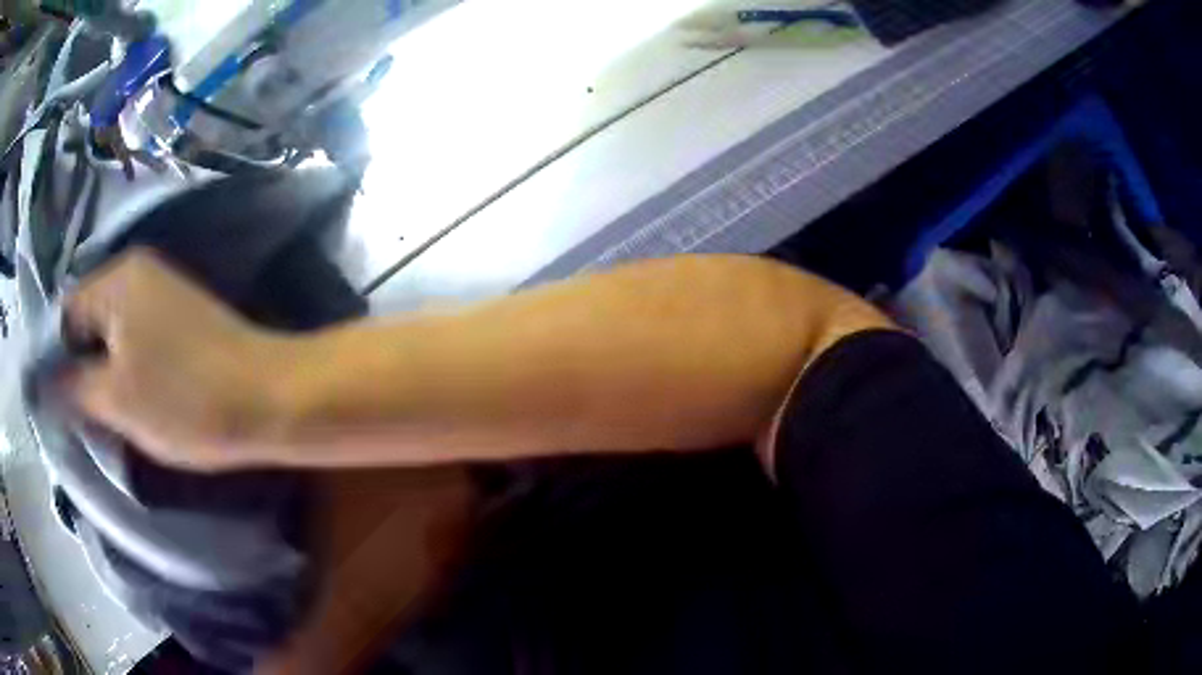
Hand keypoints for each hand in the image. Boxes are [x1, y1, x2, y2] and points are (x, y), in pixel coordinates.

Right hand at [61, 248, 297, 471]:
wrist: (268, 397)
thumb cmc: (184, 399)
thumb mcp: (116, 400)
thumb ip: (73, 387)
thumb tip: (45, 381)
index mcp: (117, 279)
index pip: (67, 314)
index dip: (58, 360)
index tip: (61, 405)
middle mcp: (138, 273)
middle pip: (90, 321)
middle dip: (82, 367)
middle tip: (86, 415)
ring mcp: (163, 292)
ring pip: (114, 334)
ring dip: (106, 372)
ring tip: (109, 414)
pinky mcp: (182, 316)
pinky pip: (138, 339)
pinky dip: (129, 368)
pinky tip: (135, 399)